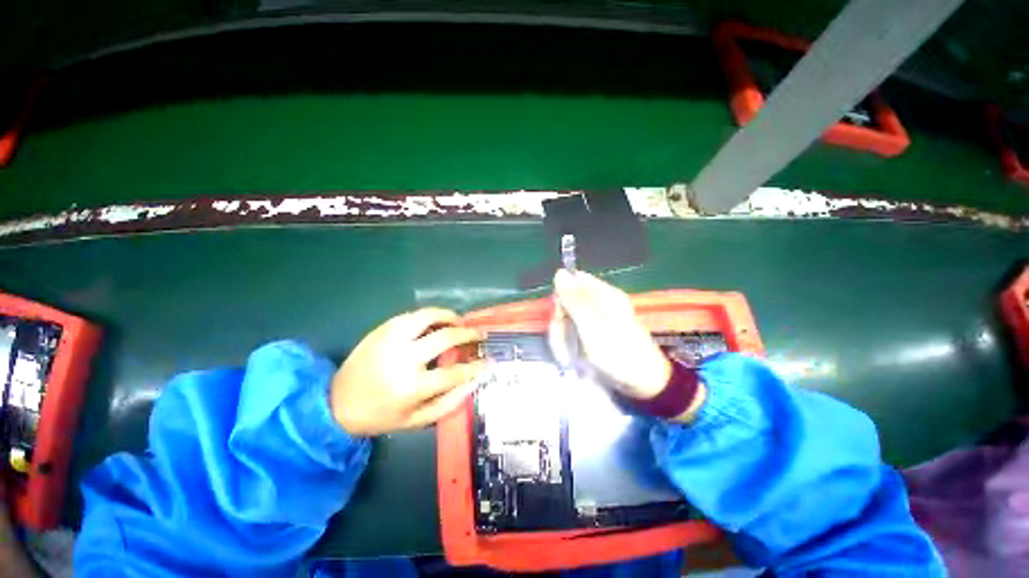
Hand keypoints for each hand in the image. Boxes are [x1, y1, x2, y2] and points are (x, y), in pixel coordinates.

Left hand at [331, 308, 485, 435]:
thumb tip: (475, 381)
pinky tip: (437, 322)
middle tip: (479, 334)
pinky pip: (412, 315)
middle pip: (446, 337)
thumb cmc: (381, 416)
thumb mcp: (417, 421)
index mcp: (413, 386)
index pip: (455, 372)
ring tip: (459, 321)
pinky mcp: (382, 329)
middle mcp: (404, 358)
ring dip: (450, 316)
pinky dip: (430, 315)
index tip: (488, 361)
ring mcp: (391, 339)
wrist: (336, 404)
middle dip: (468, 334)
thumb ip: (449, 403)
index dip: (476, 366)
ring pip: (428, 316)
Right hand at [550, 270, 671, 399]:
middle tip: (566, 339)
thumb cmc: (619, 353)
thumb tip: (559, 272)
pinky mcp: (595, 332)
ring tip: (572, 352)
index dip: (561, 295)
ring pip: (568, 318)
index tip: (561, 315)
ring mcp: (598, 318)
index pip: (573, 281)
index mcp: (604, 294)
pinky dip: (571, 342)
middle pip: (568, 300)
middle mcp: (600, 302)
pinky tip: (575, 355)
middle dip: (562, 320)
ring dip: (564, 335)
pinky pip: (574, 331)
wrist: (643, 383)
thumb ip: (575, 300)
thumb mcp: (593, 326)